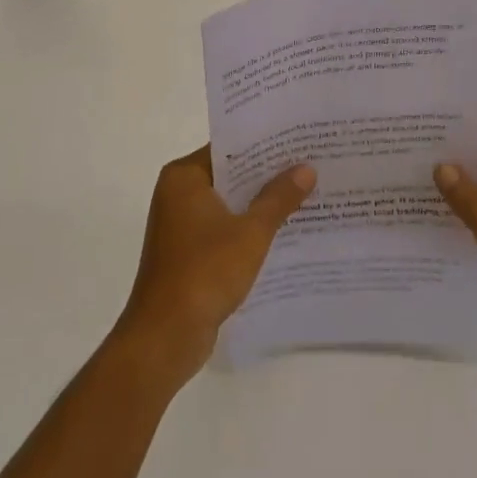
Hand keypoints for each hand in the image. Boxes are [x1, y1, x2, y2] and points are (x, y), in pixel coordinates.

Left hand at [113, 146, 313, 386]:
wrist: (165, 337)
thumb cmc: (205, 272)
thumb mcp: (251, 232)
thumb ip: (279, 198)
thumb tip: (306, 168)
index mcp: (184, 177)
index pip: (229, 147)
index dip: (265, 144)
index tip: (298, 140)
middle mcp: (177, 193)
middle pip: (230, 174)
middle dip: (268, 174)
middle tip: (311, 164)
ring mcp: (181, 225)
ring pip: (229, 203)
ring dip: (260, 203)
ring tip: (306, 194)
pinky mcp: (188, 253)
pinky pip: (224, 228)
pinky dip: (248, 228)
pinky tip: (284, 231)